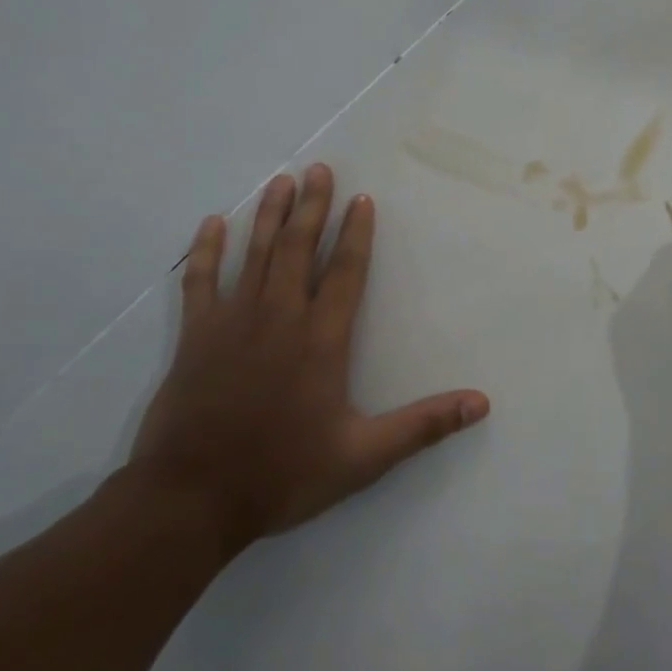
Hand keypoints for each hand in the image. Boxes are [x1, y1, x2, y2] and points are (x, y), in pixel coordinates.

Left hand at [129, 164, 488, 553]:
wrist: (190, 501)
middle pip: (298, 249)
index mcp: (321, 341)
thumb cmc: (282, 474)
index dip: (355, 234)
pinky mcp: (195, 337)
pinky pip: (200, 282)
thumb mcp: (364, 457)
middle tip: (320, 169)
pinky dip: (206, 251)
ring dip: (269, 215)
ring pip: (254, 255)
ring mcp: (232, 324)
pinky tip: (212, 224)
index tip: (362, 199)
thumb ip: (424, 425)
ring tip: (281, 181)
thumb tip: (482, 403)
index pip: (345, 273)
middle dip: (312, 207)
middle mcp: (279, 319)